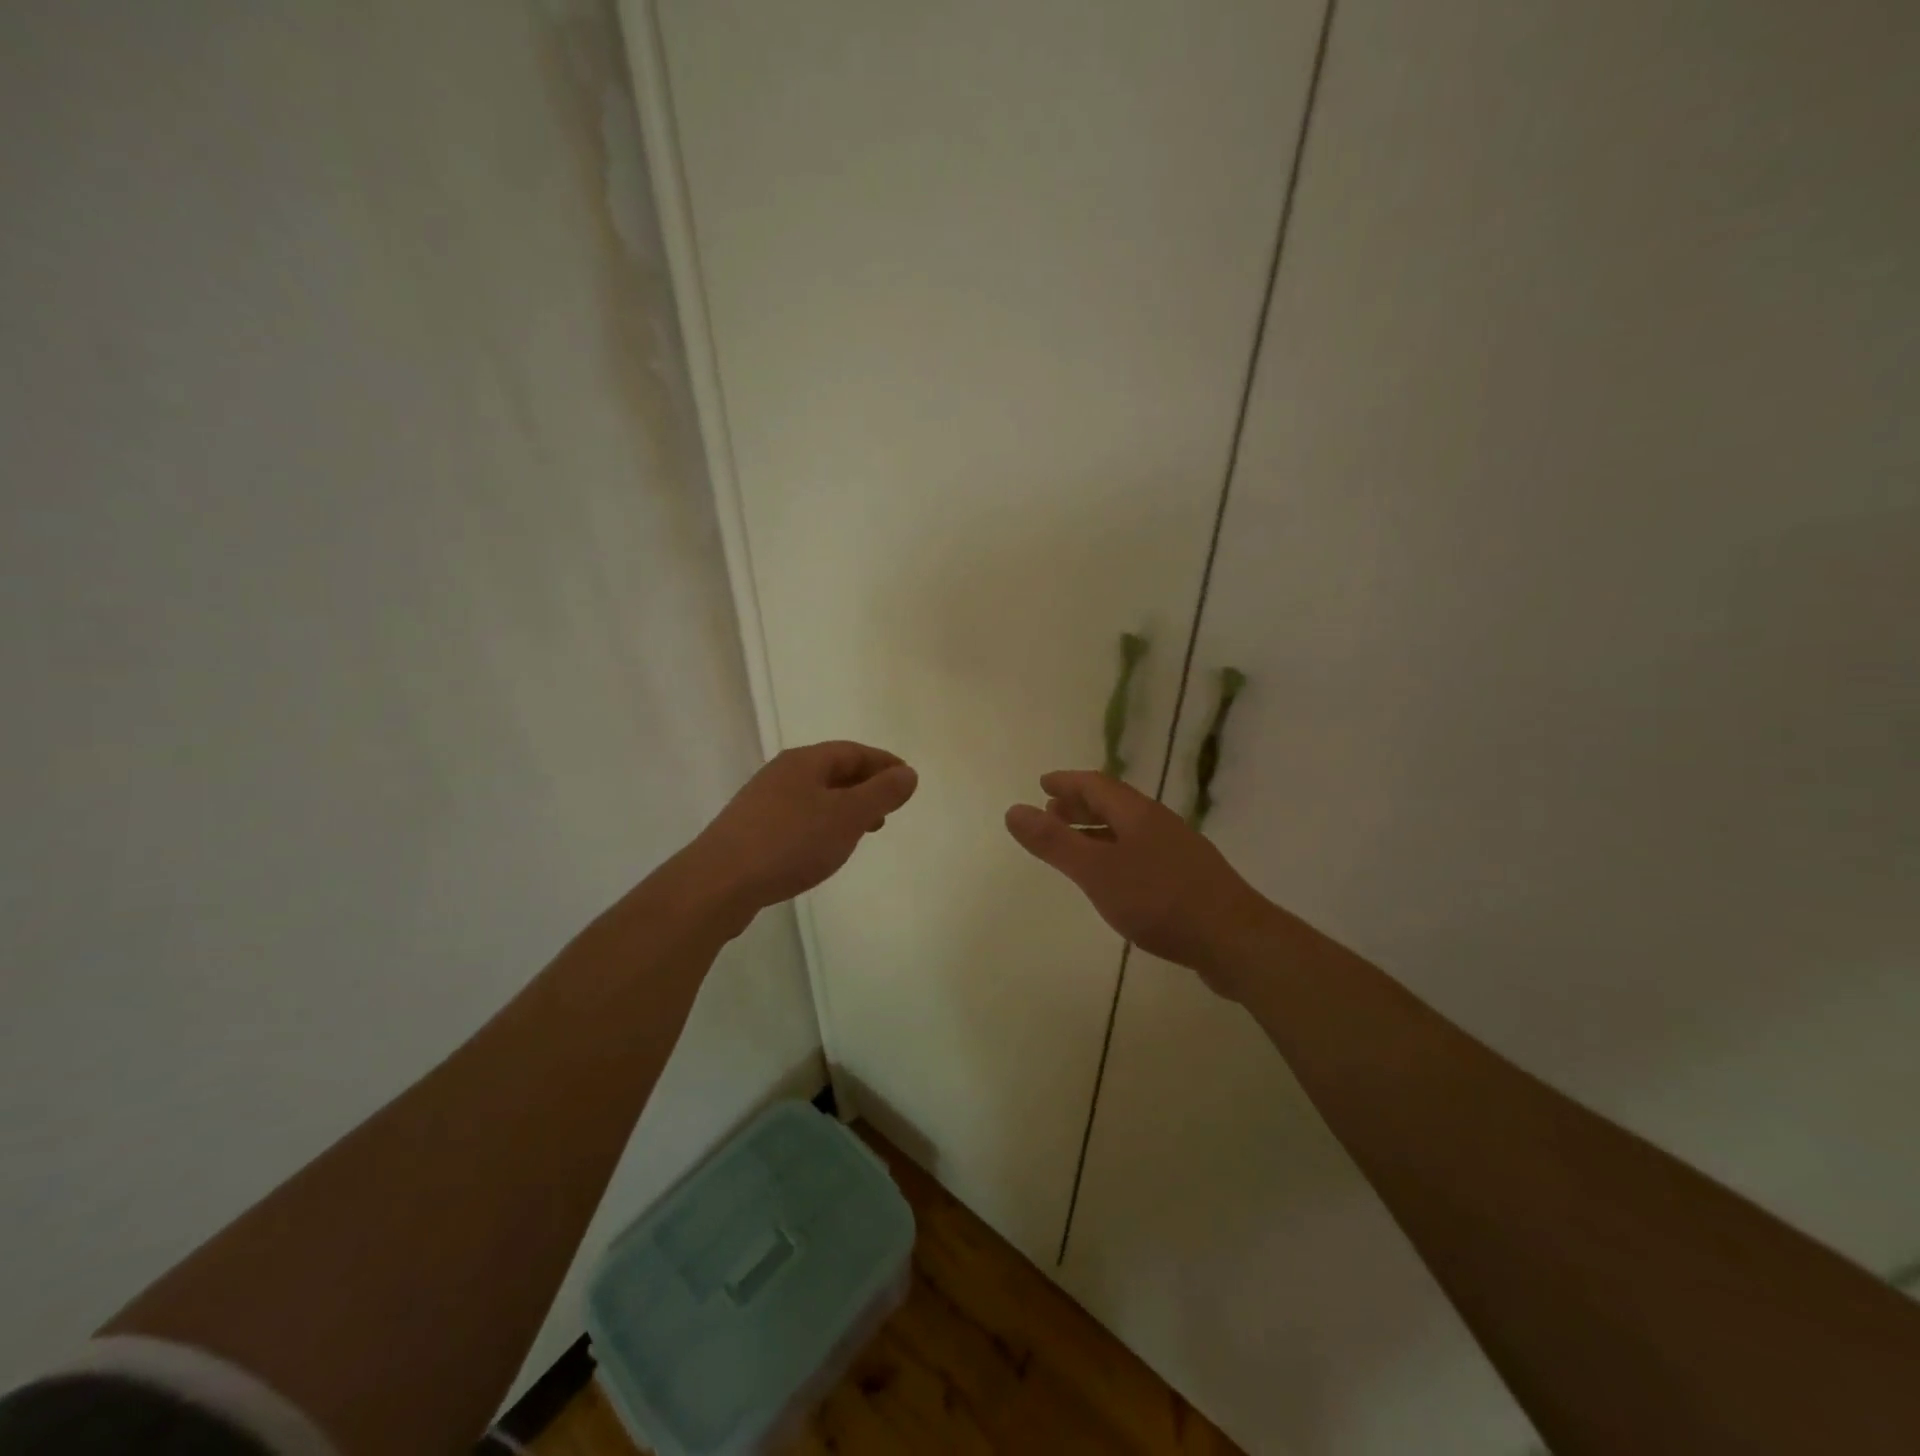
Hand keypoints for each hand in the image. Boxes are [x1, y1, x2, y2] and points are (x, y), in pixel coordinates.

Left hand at [692, 741, 917, 921]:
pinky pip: (799, 817)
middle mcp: (782, 774)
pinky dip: (823, 825)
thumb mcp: (847, 816)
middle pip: (833, 770)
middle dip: (865, 786)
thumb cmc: (790, 842)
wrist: (719, 882)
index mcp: (805, 762)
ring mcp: (763, 802)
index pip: (853, 751)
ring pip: (815, 795)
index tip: (907, 779)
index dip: (883, 763)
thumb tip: (908, 773)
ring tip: (864, 831)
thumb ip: (881, 794)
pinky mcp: (752, 831)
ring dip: (845, 807)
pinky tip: (825, 848)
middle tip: (890, 807)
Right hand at [1005, 770, 1273, 997]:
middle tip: (1053, 811)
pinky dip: (1117, 853)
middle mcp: (1159, 824)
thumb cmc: (1159, 900)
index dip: (1067, 782)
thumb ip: (1054, 843)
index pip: (1097, 784)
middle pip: (1115, 804)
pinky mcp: (1189, 879)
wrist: (1234, 940)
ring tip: (1077, 844)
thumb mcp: (1096, 872)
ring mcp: (1179, 851)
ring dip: (1099, 830)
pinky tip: (1116, 879)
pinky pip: (1143, 852)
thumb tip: (1013, 810)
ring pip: (1130, 830)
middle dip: (1081, 805)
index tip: (1043, 783)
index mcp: (1137, 814)